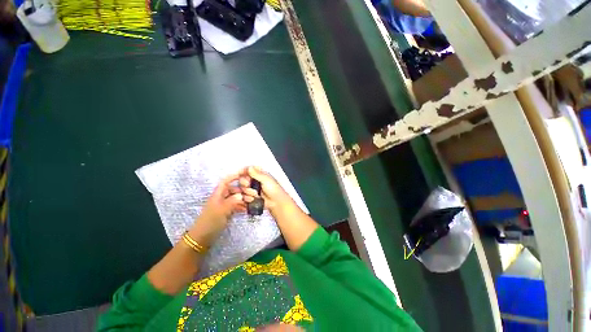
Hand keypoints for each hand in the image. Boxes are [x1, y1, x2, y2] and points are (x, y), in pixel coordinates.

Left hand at [189, 173, 245, 246]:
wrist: (202, 238)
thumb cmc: (210, 222)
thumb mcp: (221, 211)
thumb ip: (232, 202)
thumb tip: (242, 195)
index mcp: (218, 194)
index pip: (226, 181)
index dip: (234, 176)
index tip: (245, 173)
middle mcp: (221, 198)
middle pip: (233, 189)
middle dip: (243, 189)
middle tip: (253, 193)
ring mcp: (224, 205)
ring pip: (236, 198)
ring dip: (244, 198)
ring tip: (252, 201)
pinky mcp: (226, 212)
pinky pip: (236, 205)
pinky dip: (242, 206)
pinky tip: (248, 208)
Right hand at [238, 166, 295, 214]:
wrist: (276, 202)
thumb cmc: (275, 190)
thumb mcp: (266, 180)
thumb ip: (257, 174)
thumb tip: (249, 167)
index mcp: (259, 174)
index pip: (247, 169)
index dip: (242, 172)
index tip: (239, 174)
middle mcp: (254, 180)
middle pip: (242, 179)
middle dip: (245, 183)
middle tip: (249, 185)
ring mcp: (252, 188)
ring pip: (242, 188)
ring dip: (248, 192)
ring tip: (256, 194)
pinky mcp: (250, 196)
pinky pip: (243, 196)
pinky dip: (247, 198)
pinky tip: (254, 198)